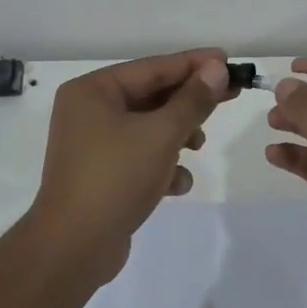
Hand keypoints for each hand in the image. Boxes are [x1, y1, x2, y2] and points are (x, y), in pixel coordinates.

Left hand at [28, 48, 232, 281]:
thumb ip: (192, 100)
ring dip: (177, 135)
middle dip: (188, 103)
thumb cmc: (116, 177)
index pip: (152, 67)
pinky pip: (139, 157)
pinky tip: (177, 184)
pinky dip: (161, 165)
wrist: (75, 247)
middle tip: (231, 96)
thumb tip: (216, 68)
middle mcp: (88, 111)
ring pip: (148, 128)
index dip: (193, 63)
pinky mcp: (102, 174)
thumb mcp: (161, 134)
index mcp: (93, 91)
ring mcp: (93, 145)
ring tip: (198, 146)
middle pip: (151, 96)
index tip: (228, 60)